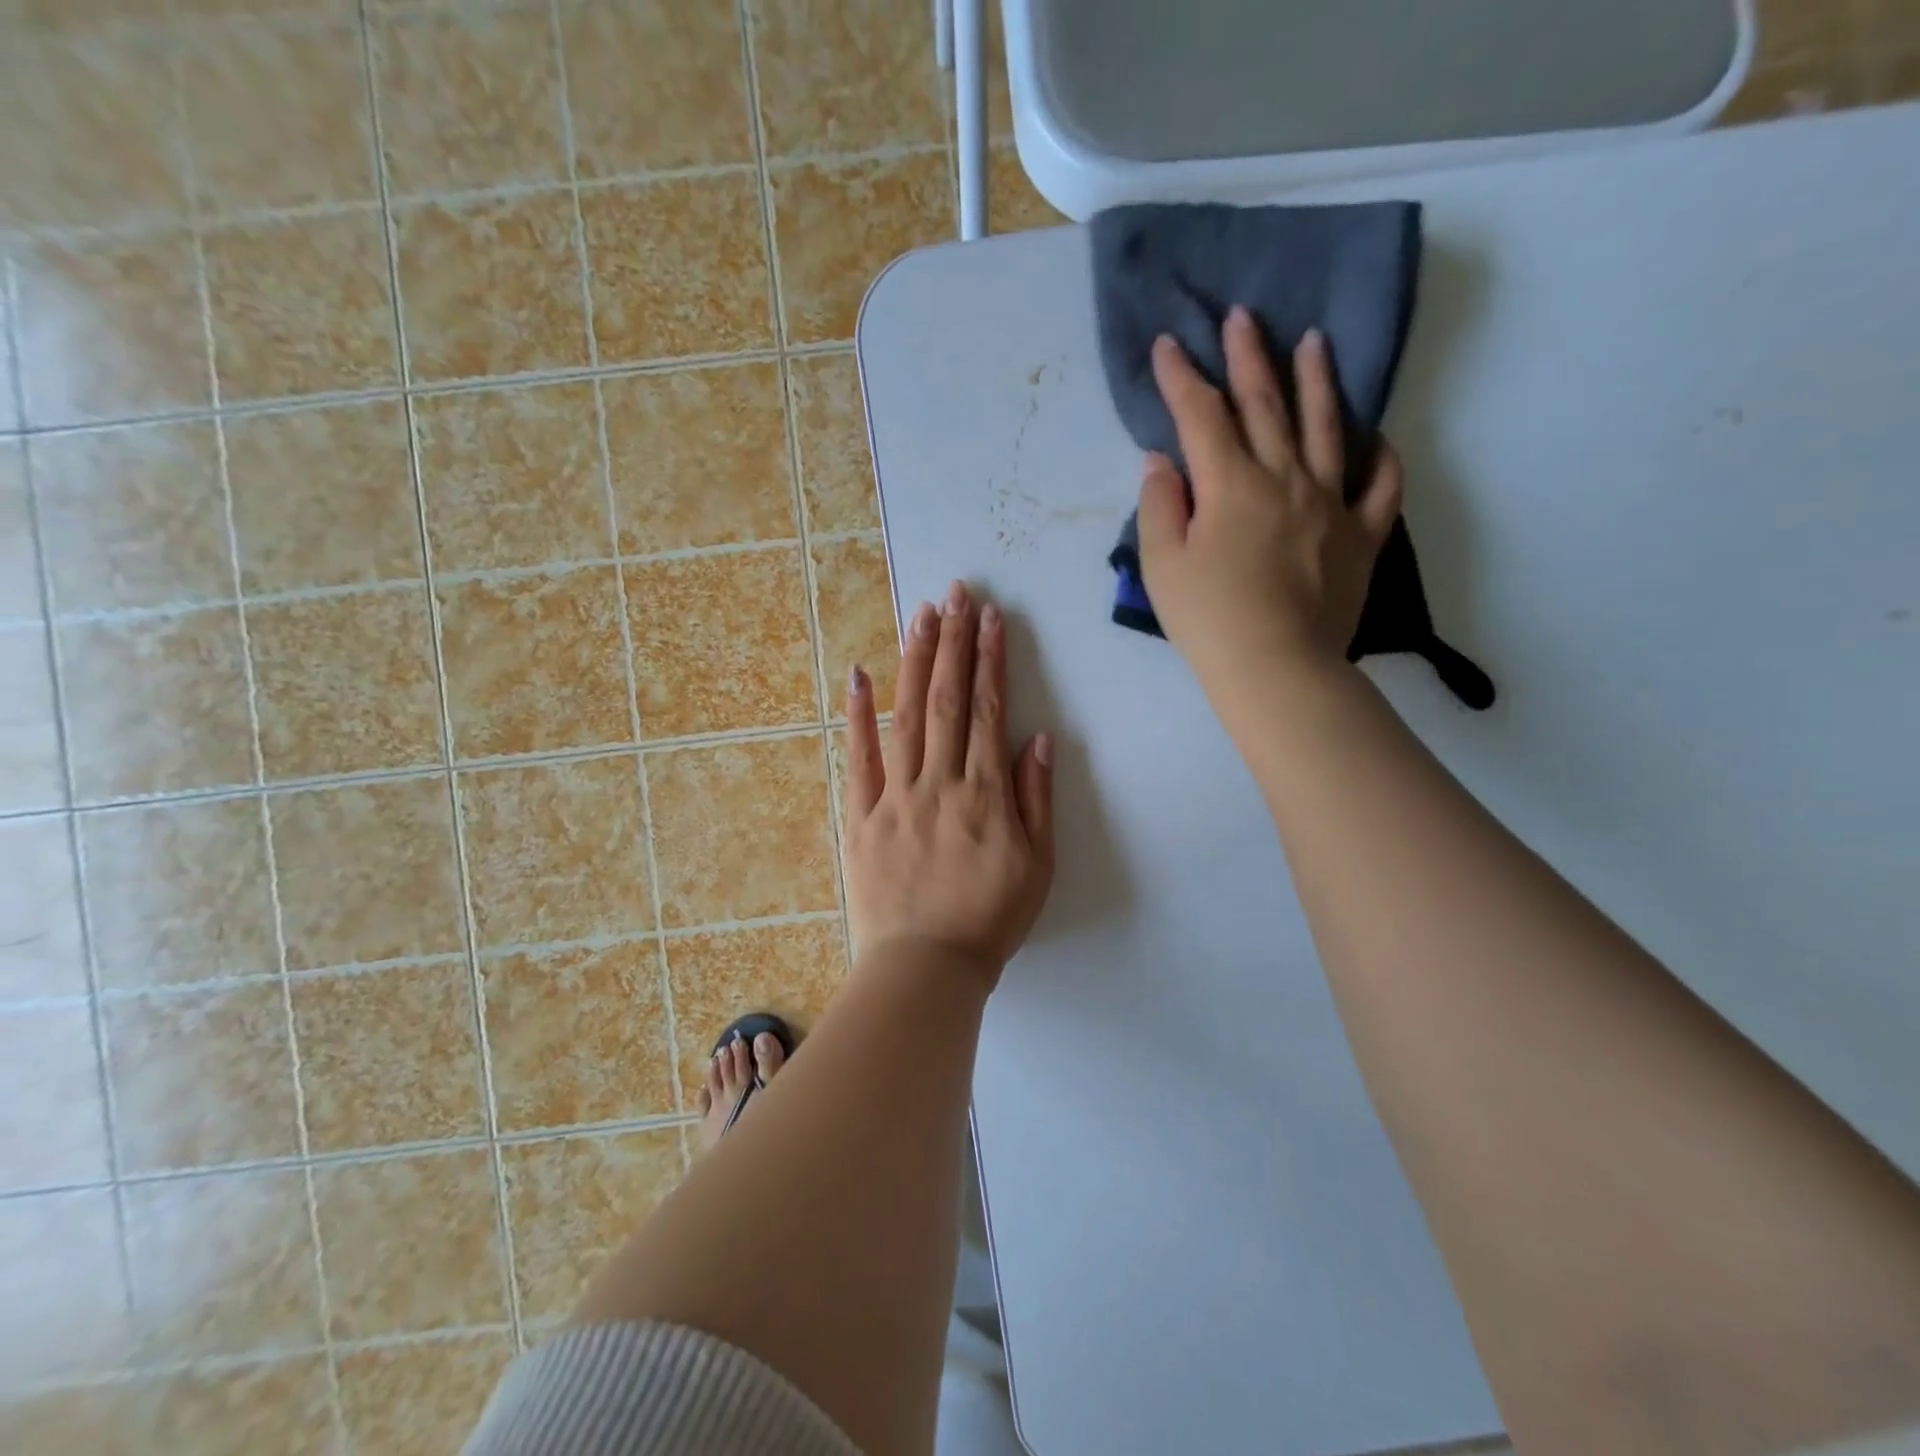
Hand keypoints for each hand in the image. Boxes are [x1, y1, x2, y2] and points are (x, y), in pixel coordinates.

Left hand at [842, 581, 1054, 986]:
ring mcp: (895, 796)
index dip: (991, 661)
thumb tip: (1037, 739)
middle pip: (947, 700)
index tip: (991, 618)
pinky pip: (858, 759)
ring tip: (920, 615)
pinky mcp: (861, 815)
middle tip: (956, 594)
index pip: (990, 711)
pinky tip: (858, 674)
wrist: (926, 968)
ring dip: (914, 661)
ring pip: (905, 716)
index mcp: (985, 794)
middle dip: (953, 642)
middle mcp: (940, 783)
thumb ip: (1036, 799)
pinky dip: (857, 715)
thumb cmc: (990, 920)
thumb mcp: (1038, 867)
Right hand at [1136, 307, 1404, 688]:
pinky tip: (1377, 438)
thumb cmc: (1208, 619)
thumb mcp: (1162, 565)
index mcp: (1231, 484)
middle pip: (1265, 404)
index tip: (1168, 344)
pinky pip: (1380, 486)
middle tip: (1242, 316)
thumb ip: (1159, 506)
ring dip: (1317, 381)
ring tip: (1314, 342)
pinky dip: (1381, 458)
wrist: (1276, 668)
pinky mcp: (1361, 535)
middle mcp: (1285, 478)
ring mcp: (1331, 503)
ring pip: (1327, 428)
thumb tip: (1164, 461)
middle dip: (1248, 356)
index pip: (1201, 415)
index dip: (1182, 377)